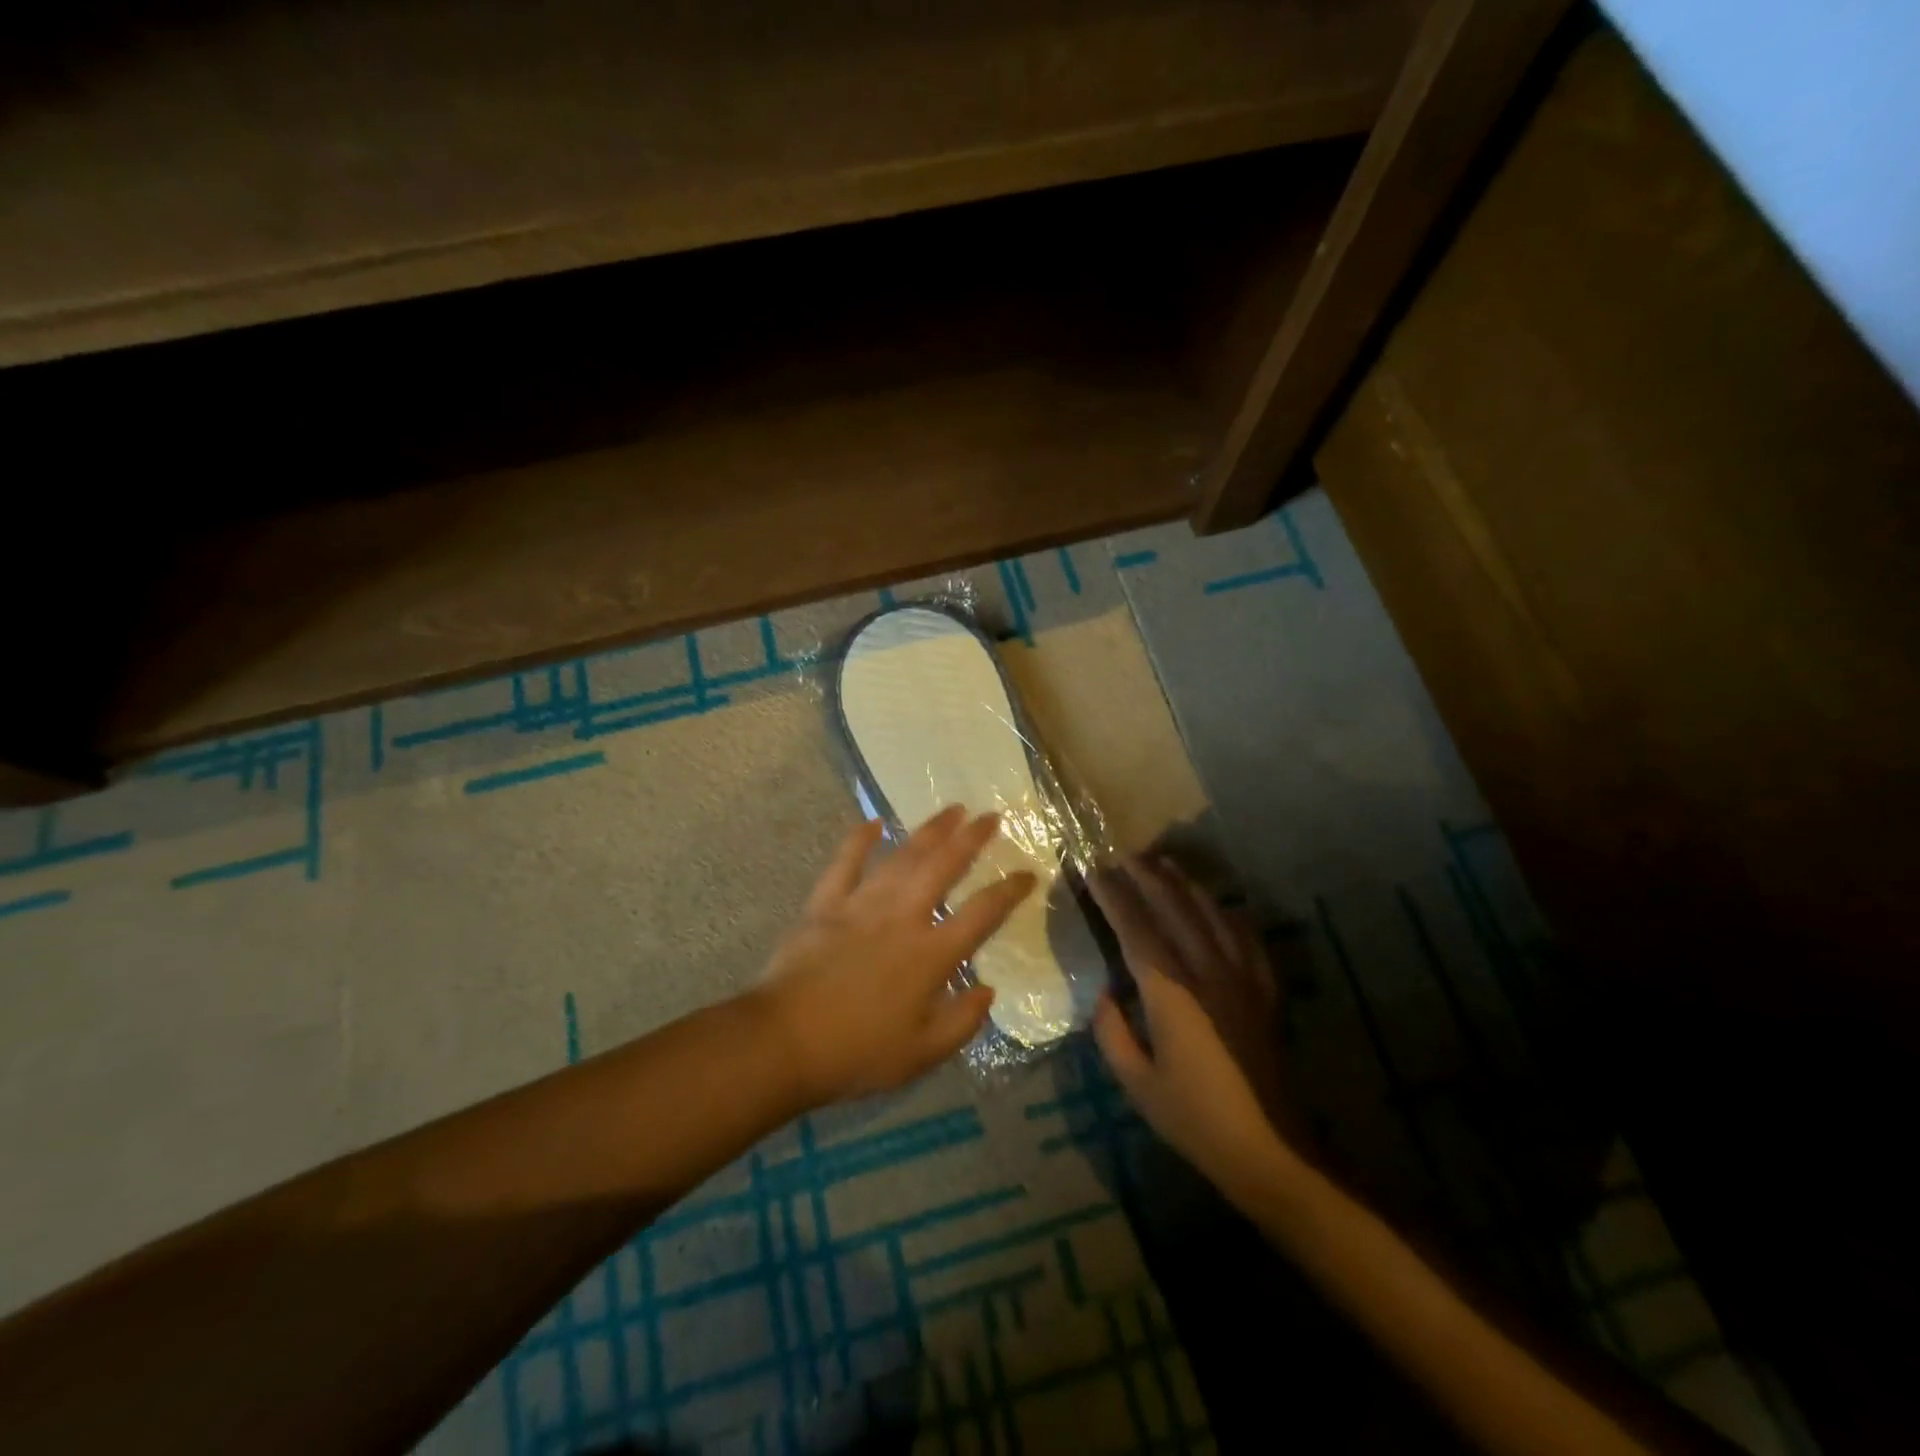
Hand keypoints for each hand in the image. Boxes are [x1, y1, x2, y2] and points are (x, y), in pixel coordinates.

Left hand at [757, 806, 1035, 1105]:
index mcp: (931, 954)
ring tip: (952, 811)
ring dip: (930, 831)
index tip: (1028, 873)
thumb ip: (962, 1022)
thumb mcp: (921, 1054)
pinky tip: (874, 823)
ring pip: (903, 857)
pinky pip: (845, 863)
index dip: (1009, 891)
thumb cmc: (857, 1053)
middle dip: (972, 839)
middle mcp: (903, 917)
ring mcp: (862, 905)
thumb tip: (988, 990)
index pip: (981, 914)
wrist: (784, 1042)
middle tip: (992, 816)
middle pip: (944, 867)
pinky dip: (859, 840)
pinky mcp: (826, 903)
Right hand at [1090, 855, 1300, 1199]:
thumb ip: (1112, 1033)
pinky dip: (1228, 915)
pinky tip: (1219, 906)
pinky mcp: (1264, 992)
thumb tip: (1106, 994)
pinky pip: (1246, 939)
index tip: (1094, 872)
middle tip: (1124, 855)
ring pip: (1211, 915)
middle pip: (1174, 910)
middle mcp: (1206, 973)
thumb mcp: (1137, 1084)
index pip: (1135, 930)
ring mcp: (1241, 979)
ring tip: (1164, 865)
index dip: (1113, 898)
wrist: (1271, 1150)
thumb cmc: (1195, 1119)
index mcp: (1171, 993)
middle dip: (1146, 878)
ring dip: (1185, 886)